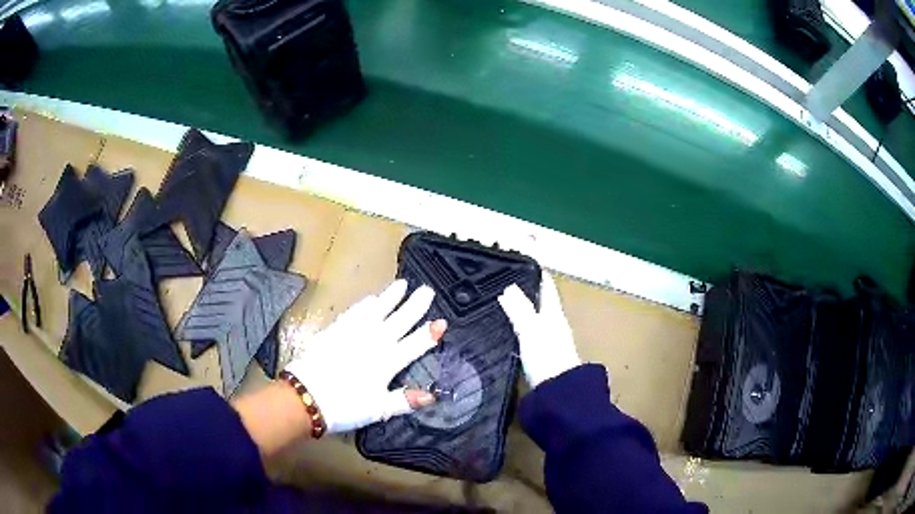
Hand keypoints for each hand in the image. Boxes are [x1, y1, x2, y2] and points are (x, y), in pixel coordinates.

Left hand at [283, 280, 445, 432]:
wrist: (307, 395)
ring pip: (378, 311)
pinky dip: (365, 304)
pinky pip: (355, 312)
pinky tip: (371, 299)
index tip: (442, 322)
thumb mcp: (379, 410)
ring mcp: (354, 333)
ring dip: (391, 298)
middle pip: (399, 321)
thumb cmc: (345, 406)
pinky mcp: (336, 330)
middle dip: (415, 306)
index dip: (428, 335)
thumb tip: (432, 396)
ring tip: (403, 284)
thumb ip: (405, 400)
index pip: (413, 345)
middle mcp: (374, 343)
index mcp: (387, 363)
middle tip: (427, 290)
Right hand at [498, 273, 580, 387]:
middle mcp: (555, 326)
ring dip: (526, 311)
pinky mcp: (544, 359)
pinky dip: (523, 329)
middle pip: (543, 304)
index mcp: (554, 315)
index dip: (540, 276)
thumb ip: (520, 310)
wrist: (558, 393)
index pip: (547, 289)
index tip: (528, 264)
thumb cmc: (547, 358)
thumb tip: (508, 289)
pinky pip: (533, 336)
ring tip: (507, 305)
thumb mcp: (531, 330)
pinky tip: (514, 334)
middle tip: (510, 283)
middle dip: (530, 293)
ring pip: (538, 320)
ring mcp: (551, 344)